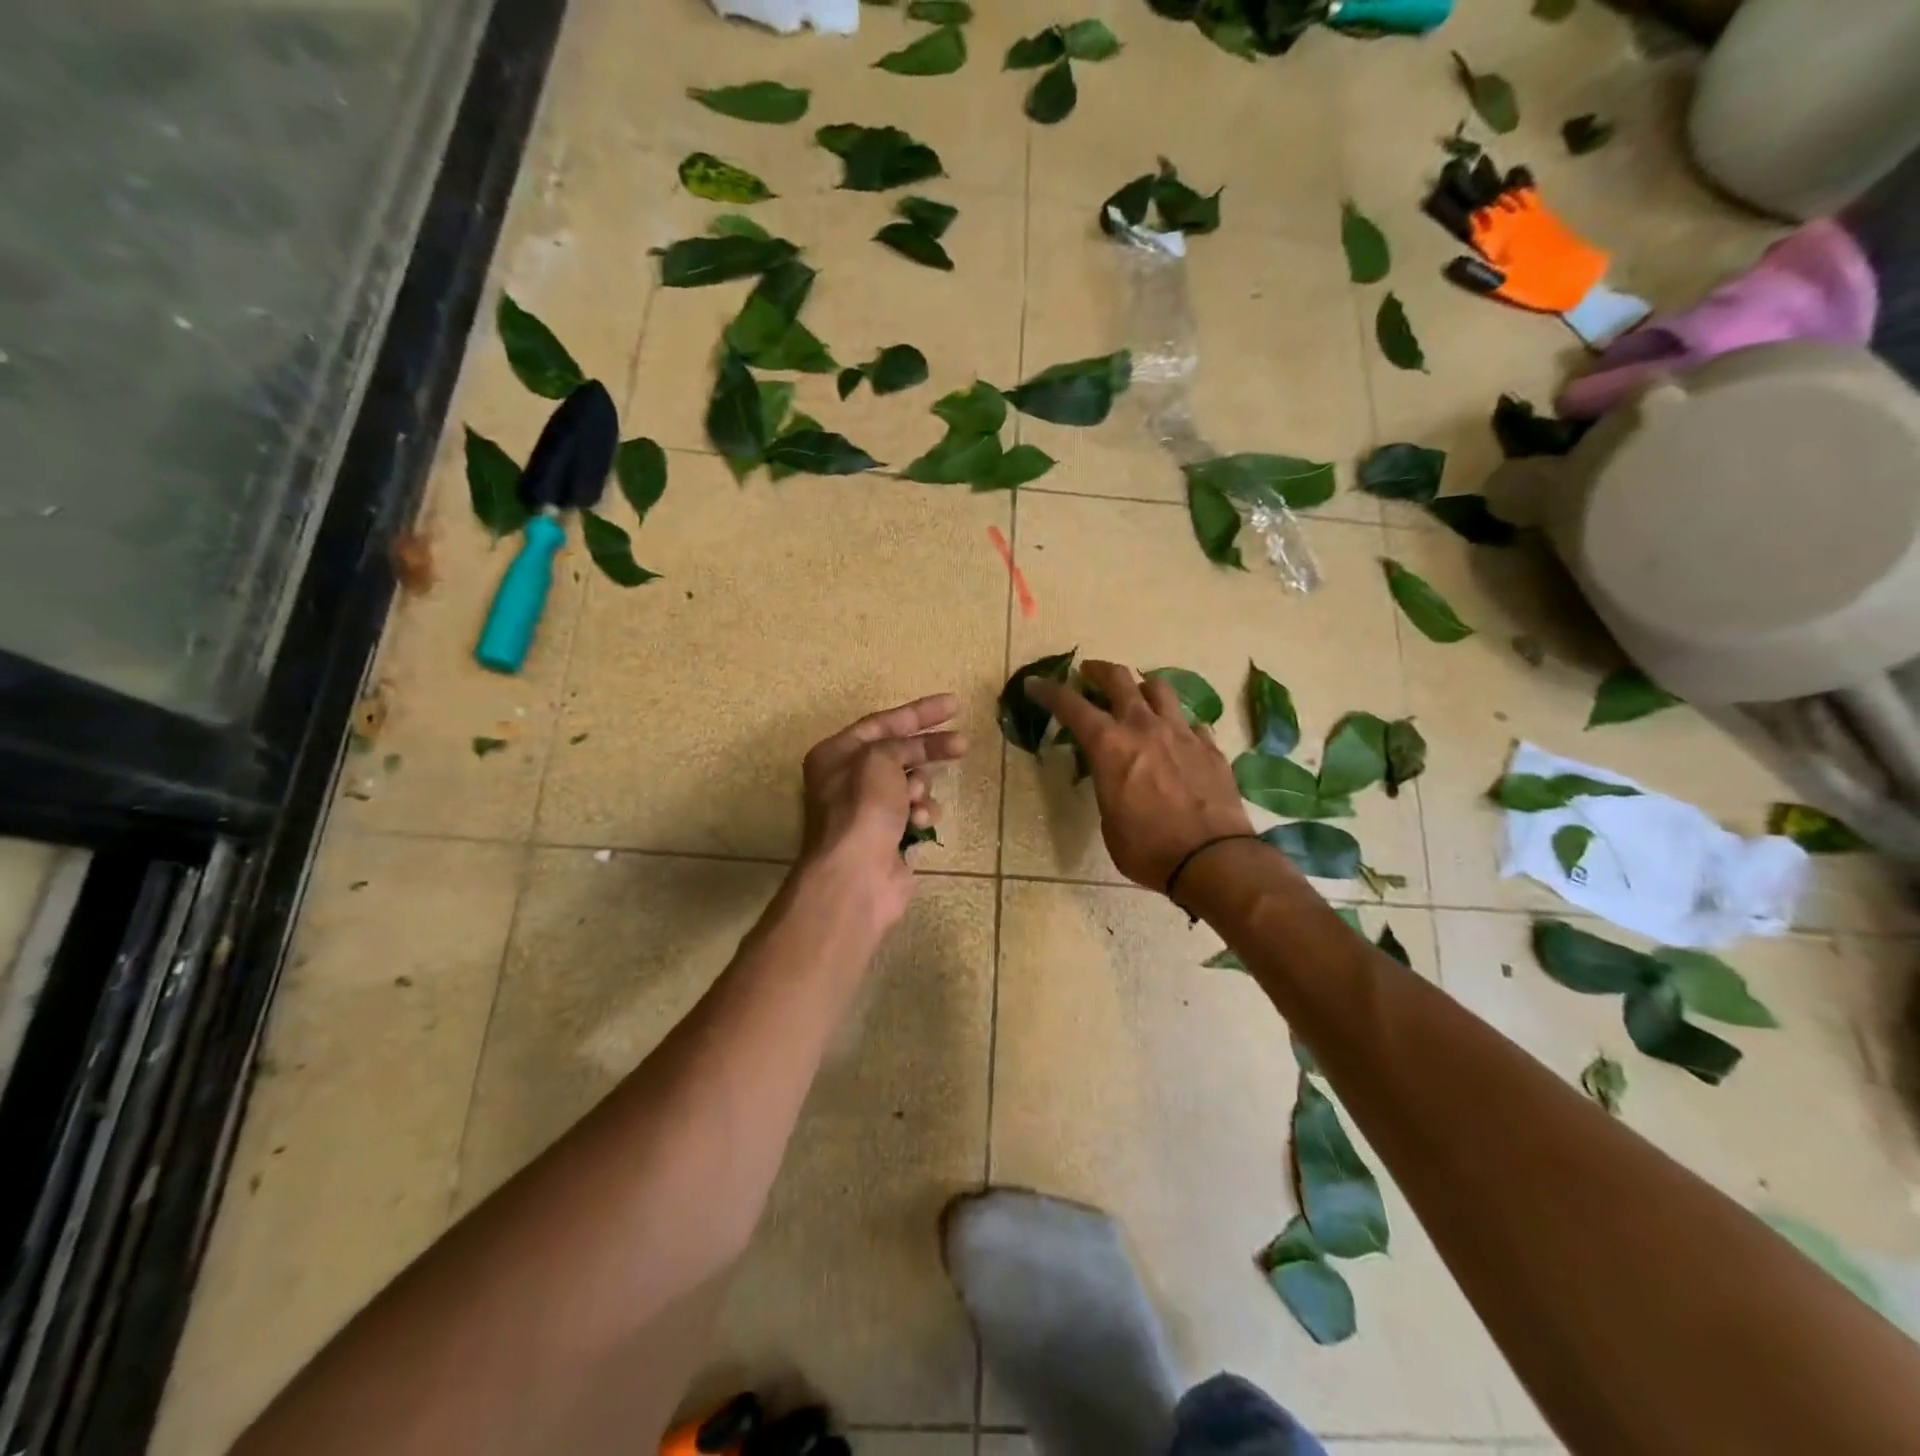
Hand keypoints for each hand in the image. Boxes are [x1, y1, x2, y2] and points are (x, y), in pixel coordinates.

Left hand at [796, 693, 966, 929]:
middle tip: (963, 744)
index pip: (882, 722)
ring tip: (917, 798)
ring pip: (910, 785)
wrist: (857, 875)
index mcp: (837, 755)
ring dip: (921, 788)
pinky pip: (914, 814)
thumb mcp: (879, 758)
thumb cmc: (862, 808)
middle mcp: (848, 780)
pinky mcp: (888, 836)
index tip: (954, 705)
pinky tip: (919, 822)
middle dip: (930, 749)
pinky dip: (921, 815)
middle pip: (899, 752)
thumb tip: (913, 754)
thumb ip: (899, 744)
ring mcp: (868, 811)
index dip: (919, 712)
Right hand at [1027, 661, 1252, 891]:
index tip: (1035, 683)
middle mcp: (1144, 727)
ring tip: (1137, 695)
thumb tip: (1114, 778)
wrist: (1213, 859)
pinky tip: (1175, 736)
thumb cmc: (1148, 849)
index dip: (1049, 691)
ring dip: (1141, 686)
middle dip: (1098, 671)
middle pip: (1119, 679)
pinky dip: (1175, 723)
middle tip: (1089, 673)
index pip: (1071, 705)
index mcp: (1110, 746)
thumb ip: (1107, 786)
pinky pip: (1189, 721)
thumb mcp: (1109, 821)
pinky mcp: (1209, 747)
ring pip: (1159, 689)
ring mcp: (1181, 733)